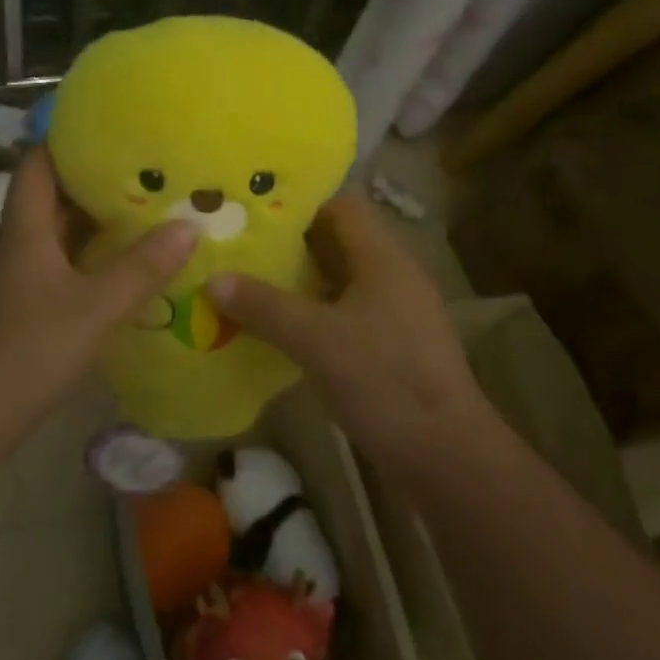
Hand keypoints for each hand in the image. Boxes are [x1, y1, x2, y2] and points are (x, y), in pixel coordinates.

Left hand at [0, 147, 197, 425]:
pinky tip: (111, 271)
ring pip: (51, 234)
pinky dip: (80, 258)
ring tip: (138, 215)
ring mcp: (7, 276)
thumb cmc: (29, 349)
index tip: (109, 130)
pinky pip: (49, 265)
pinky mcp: (10, 306)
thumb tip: (189, 225)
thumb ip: (143, 268)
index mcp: (24, 227)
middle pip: (48, 196)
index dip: (67, 139)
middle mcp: (11, 242)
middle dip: (91, 183)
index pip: (37, 161)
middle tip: (143, 174)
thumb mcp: (97, 308)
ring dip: (88, 224)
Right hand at [207, 194, 487, 472]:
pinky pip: (344, 313)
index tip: (253, 210)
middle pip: (337, 241)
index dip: (299, 202)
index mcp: (383, 257)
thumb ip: (264, 305)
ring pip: (339, 280)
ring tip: (247, 282)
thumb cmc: (384, 380)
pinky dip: (312, 314)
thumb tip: (213, 279)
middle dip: (289, 243)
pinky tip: (278, 328)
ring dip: (298, 281)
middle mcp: (393, 274)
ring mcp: (395, 312)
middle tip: (239, 246)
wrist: (446, 456)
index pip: (341, 205)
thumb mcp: (316, 339)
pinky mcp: (391, 346)